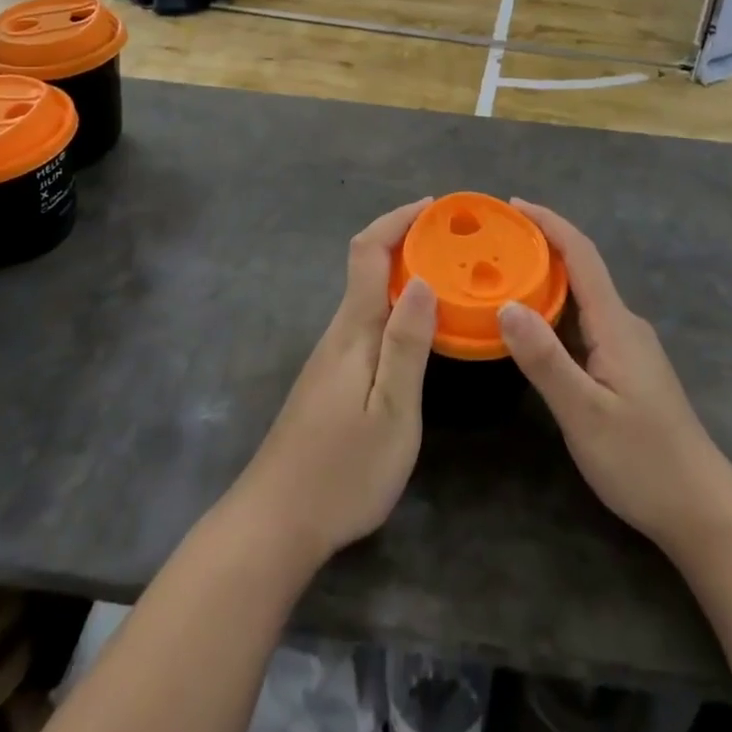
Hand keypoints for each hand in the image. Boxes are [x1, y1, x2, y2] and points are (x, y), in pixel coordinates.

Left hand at [233, 200, 438, 565]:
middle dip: (407, 241)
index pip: (368, 251)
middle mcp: (340, 332)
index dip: (398, 220)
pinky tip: (419, 327)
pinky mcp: (331, 378)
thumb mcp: (391, 411)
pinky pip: (368, 320)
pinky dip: (396, 304)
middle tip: (456, 242)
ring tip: (449, 277)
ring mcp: (332, 356)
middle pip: (367, 266)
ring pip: (368, 294)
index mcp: (354, 330)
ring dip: (404, 273)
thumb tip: (423, 278)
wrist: (275, 524)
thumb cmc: (342, 470)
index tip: (434, 207)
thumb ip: (406, 344)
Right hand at [497, 202, 731, 556]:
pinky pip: (586, 323)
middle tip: (493, 243)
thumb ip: (545, 359)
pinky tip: (533, 326)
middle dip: (541, 246)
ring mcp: (628, 347)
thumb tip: (506, 304)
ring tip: (502, 276)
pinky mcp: (627, 368)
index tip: (512, 205)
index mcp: (616, 324)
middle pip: (582, 269)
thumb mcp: (585, 414)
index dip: (549, 223)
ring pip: (583, 298)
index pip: (582, 255)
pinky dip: (556, 311)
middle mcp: (624, 325)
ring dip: (547, 279)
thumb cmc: (643, 461)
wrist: (703, 509)